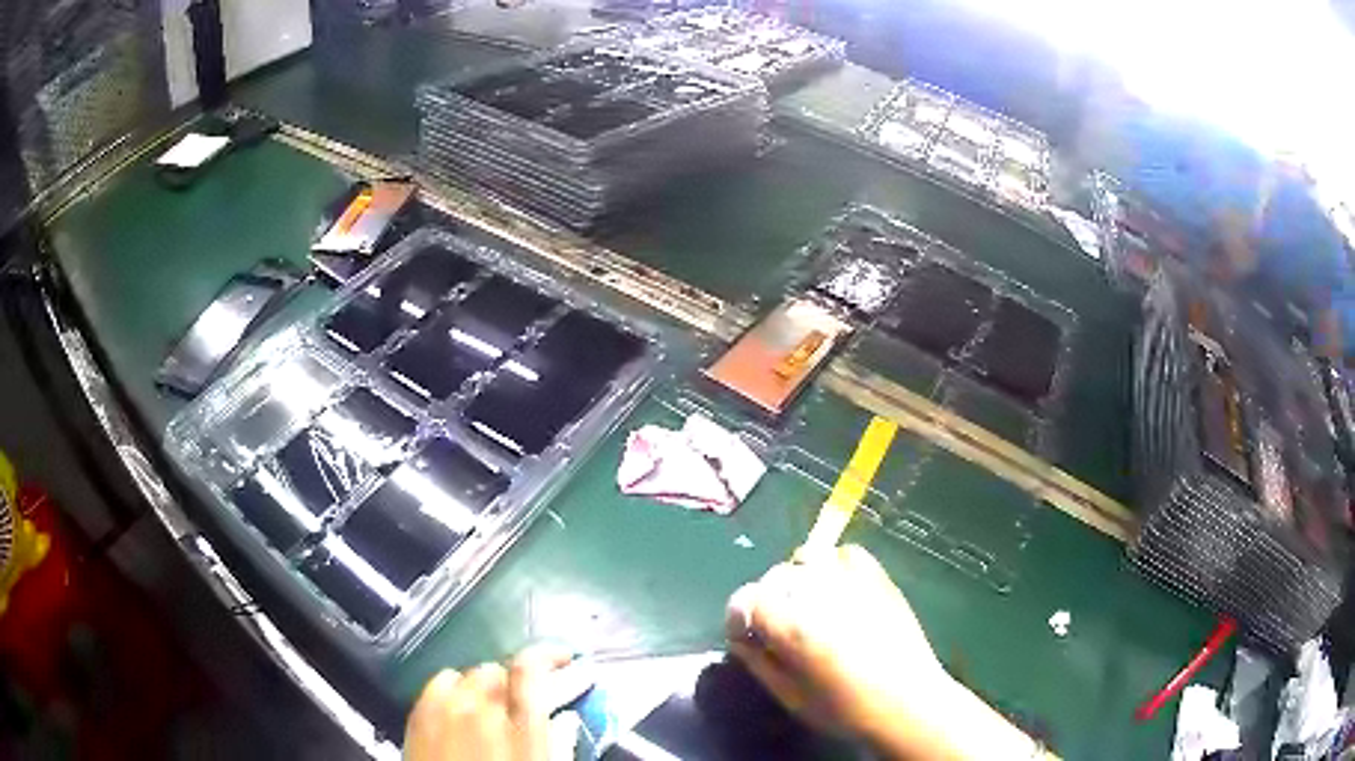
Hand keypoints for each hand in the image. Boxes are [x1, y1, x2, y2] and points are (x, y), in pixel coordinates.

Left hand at [404, 646, 571, 760]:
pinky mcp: (418, 717)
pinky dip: (451, 687)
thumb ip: (560, 744)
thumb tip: (566, 721)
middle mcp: (481, 709)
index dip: (549, 655)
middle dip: (514, 681)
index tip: (562, 659)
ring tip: (489, 708)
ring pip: (466, 674)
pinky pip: (436, 684)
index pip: (531, 669)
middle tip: (523, 702)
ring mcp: (444, 710)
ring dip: (482, 685)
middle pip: (498, 670)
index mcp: (522, 726)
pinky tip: (457, 707)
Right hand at [726, 546, 1044, 759]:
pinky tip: (839, 590)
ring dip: (799, 579)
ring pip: (807, 558)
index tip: (747, 637)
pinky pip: (845, 553)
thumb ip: (758, 662)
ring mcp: (851, 580)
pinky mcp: (878, 577)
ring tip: (810, 606)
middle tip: (781, 629)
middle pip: (774, 577)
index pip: (745, 599)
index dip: (738, 618)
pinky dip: (834, 565)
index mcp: (790, 625)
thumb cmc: (844, 709)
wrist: (907, 702)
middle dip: (769, 601)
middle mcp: (816, 592)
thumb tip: (741, 639)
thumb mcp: (789, 696)